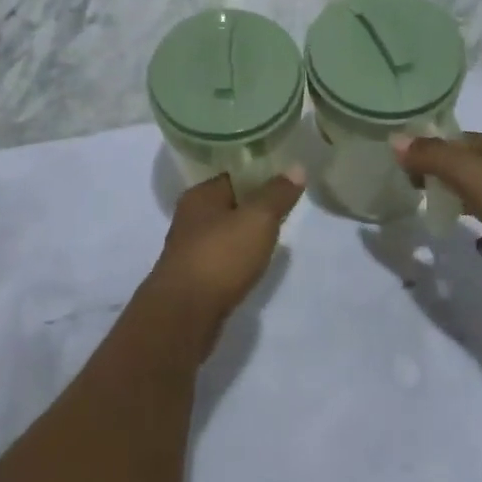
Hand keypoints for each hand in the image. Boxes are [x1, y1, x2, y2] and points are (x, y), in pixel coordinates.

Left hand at [142, 169, 303, 350]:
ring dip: (243, 236)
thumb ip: (277, 194)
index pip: (233, 176)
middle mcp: (189, 217)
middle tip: (283, 211)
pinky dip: (235, 260)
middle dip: (252, 208)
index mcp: (200, 194)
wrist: (184, 315)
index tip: (283, 183)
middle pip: (227, 204)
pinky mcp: (191, 279)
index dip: (258, 176)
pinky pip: (219, 259)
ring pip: (223, 233)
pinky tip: (251, 267)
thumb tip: (296, 167)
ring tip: (271, 240)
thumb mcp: (258, 219)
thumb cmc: (221, 256)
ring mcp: (188, 249)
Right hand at [391, 133, 481, 313]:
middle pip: (474, 167)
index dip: (432, 148)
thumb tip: (396, 141)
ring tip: (434, 212)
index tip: (404, 164)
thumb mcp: (471, 172)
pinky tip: (475, 246)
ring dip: (464, 202)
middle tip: (413, 189)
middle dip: (444, 174)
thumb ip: (432, 156)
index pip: (462, 139)